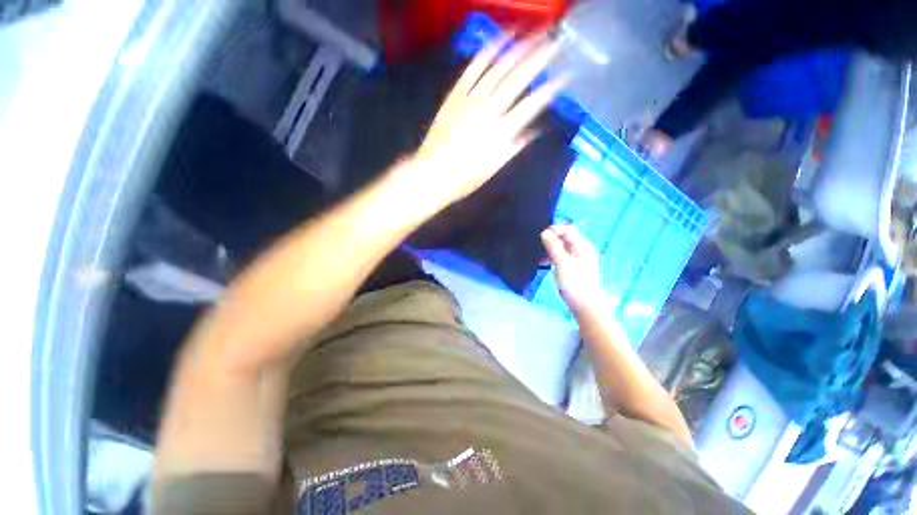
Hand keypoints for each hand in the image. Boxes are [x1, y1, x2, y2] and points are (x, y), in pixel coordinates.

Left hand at [402, 34, 566, 211]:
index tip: (565, 75)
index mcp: (502, 131)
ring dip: (517, 48)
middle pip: (518, 78)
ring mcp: (471, 99)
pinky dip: (487, 52)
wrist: (433, 173)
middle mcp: (490, 110)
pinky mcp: (455, 94)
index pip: (532, 103)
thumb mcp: (493, 168)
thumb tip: (533, 133)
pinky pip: (473, 68)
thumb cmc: (465, 178)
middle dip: (540, 57)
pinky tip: (498, 40)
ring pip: (497, 68)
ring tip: (533, 34)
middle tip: (555, 42)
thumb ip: (514, 147)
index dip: (551, 87)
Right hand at [540, 225, 608, 315]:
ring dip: (550, 249)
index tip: (540, 235)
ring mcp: (577, 260)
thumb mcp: (562, 262)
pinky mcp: (573, 269)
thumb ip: (554, 246)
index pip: (568, 229)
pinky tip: (542, 264)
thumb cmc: (575, 283)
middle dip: (551, 239)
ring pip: (562, 249)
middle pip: (565, 238)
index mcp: (583, 246)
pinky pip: (561, 258)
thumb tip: (545, 232)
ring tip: (538, 255)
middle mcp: (581, 251)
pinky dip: (552, 258)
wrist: (585, 306)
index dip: (554, 229)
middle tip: (537, 245)